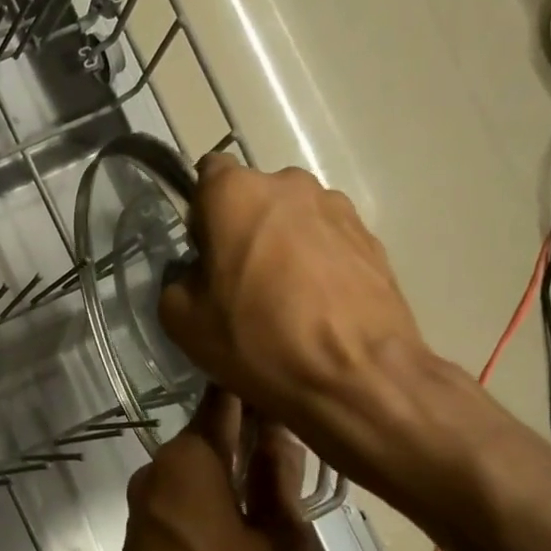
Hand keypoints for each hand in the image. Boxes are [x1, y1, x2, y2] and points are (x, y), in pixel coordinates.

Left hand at [100, 388, 310, 550]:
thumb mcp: (278, 548)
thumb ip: (278, 483)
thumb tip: (280, 433)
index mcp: (188, 462)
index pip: (222, 402)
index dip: (253, 388)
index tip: (286, 377)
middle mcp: (156, 472)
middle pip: (208, 435)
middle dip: (250, 429)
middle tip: (304, 430)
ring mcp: (143, 504)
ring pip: (196, 468)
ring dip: (233, 465)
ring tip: (286, 469)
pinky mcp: (141, 534)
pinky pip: (182, 497)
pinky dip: (213, 493)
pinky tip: (246, 508)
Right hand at [158, 153, 442, 489]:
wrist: (356, 378)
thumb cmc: (257, 341)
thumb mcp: (181, 320)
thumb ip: (177, 280)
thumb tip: (197, 275)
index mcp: (236, 193)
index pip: (208, 173)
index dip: (201, 211)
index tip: (202, 251)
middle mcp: (290, 185)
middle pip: (254, 197)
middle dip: (243, 228)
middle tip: (238, 281)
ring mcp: (338, 209)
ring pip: (293, 219)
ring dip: (282, 244)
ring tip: (283, 299)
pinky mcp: (372, 239)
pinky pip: (328, 242)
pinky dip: (317, 264)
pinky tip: (315, 309)